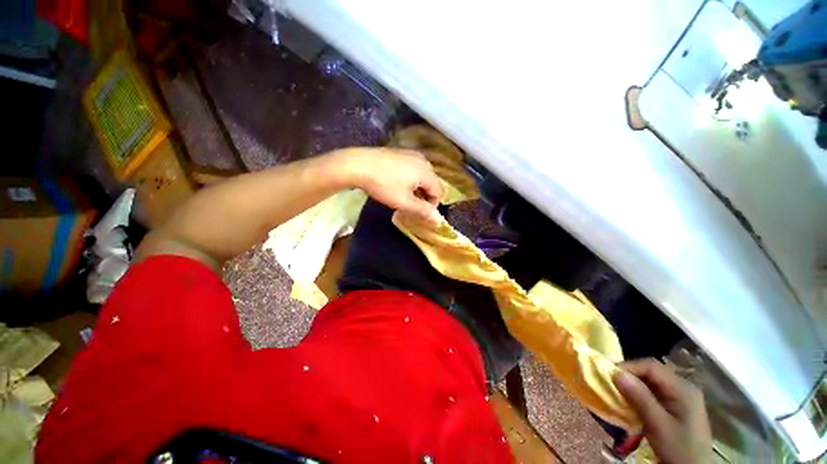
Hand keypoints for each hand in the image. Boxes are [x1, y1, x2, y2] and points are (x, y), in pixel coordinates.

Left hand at [338, 147, 443, 222]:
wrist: (357, 164)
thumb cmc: (383, 185)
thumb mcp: (403, 202)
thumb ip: (423, 211)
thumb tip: (439, 220)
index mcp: (426, 172)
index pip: (439, 192)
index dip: (431, 205)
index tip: (418, 213)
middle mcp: (423, 160)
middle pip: (432, 183)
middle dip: (424, 197)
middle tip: (411, 206)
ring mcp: (411, 154)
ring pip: (422, 176)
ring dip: (417, 188)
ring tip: (403, 196)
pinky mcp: (401, 152)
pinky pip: (413, 168)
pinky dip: (410, 179)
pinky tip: (397, 184)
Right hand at [613, 358, 711, 463]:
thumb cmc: (678, 448)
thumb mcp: (658, 425)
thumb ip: (639, 398)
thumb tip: (616, 373)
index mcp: (683, 388)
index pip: (651, 366)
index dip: (629, 366)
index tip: (609, 375)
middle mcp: (683, 386)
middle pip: (652, 371)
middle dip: (630, 375)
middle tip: (611, 382)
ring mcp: (681, 396)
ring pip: (652, 381)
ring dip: (634, 384)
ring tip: (618, 391)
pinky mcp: (677, 405)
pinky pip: (655, 391)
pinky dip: (640, 393)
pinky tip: (633, 401)